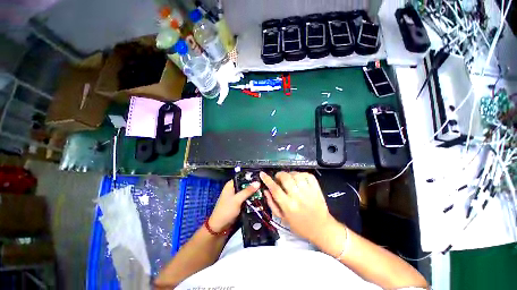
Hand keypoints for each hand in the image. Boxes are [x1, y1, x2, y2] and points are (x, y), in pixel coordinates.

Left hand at [208, 180, 259, 231]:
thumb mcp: (237, 199)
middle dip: (253, 186)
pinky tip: (259, 199)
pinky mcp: (238, 203)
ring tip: (264, 192)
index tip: (260, 178)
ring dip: (253, 193)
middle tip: (264, 186)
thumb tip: (258, 183)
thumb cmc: (226, 211)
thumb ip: (247, 191)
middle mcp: (233, 189)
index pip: (242, 177)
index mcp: (230, 185)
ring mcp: (236, 197)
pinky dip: (251, 199)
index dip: (250, 177)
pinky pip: (246, 199)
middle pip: (245, 185)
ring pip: (247, 192)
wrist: (219, 227)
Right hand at [260, 171, 334, 242]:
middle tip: (278, 178)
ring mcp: (308, 192)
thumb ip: (272, 204)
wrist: (321, 228)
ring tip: (289, 178)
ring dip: (290, 174)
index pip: (275, 189)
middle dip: (279, 174)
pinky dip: (302, 174)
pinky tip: (299, 178)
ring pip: (296, 175)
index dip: (267, 180)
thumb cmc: (300, 225)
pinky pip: (308, 175)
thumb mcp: (283, 218)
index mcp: (288, 206)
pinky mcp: (316, 189)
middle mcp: (298, 197)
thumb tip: (266, 190)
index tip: (262, 174)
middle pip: (286, 178)